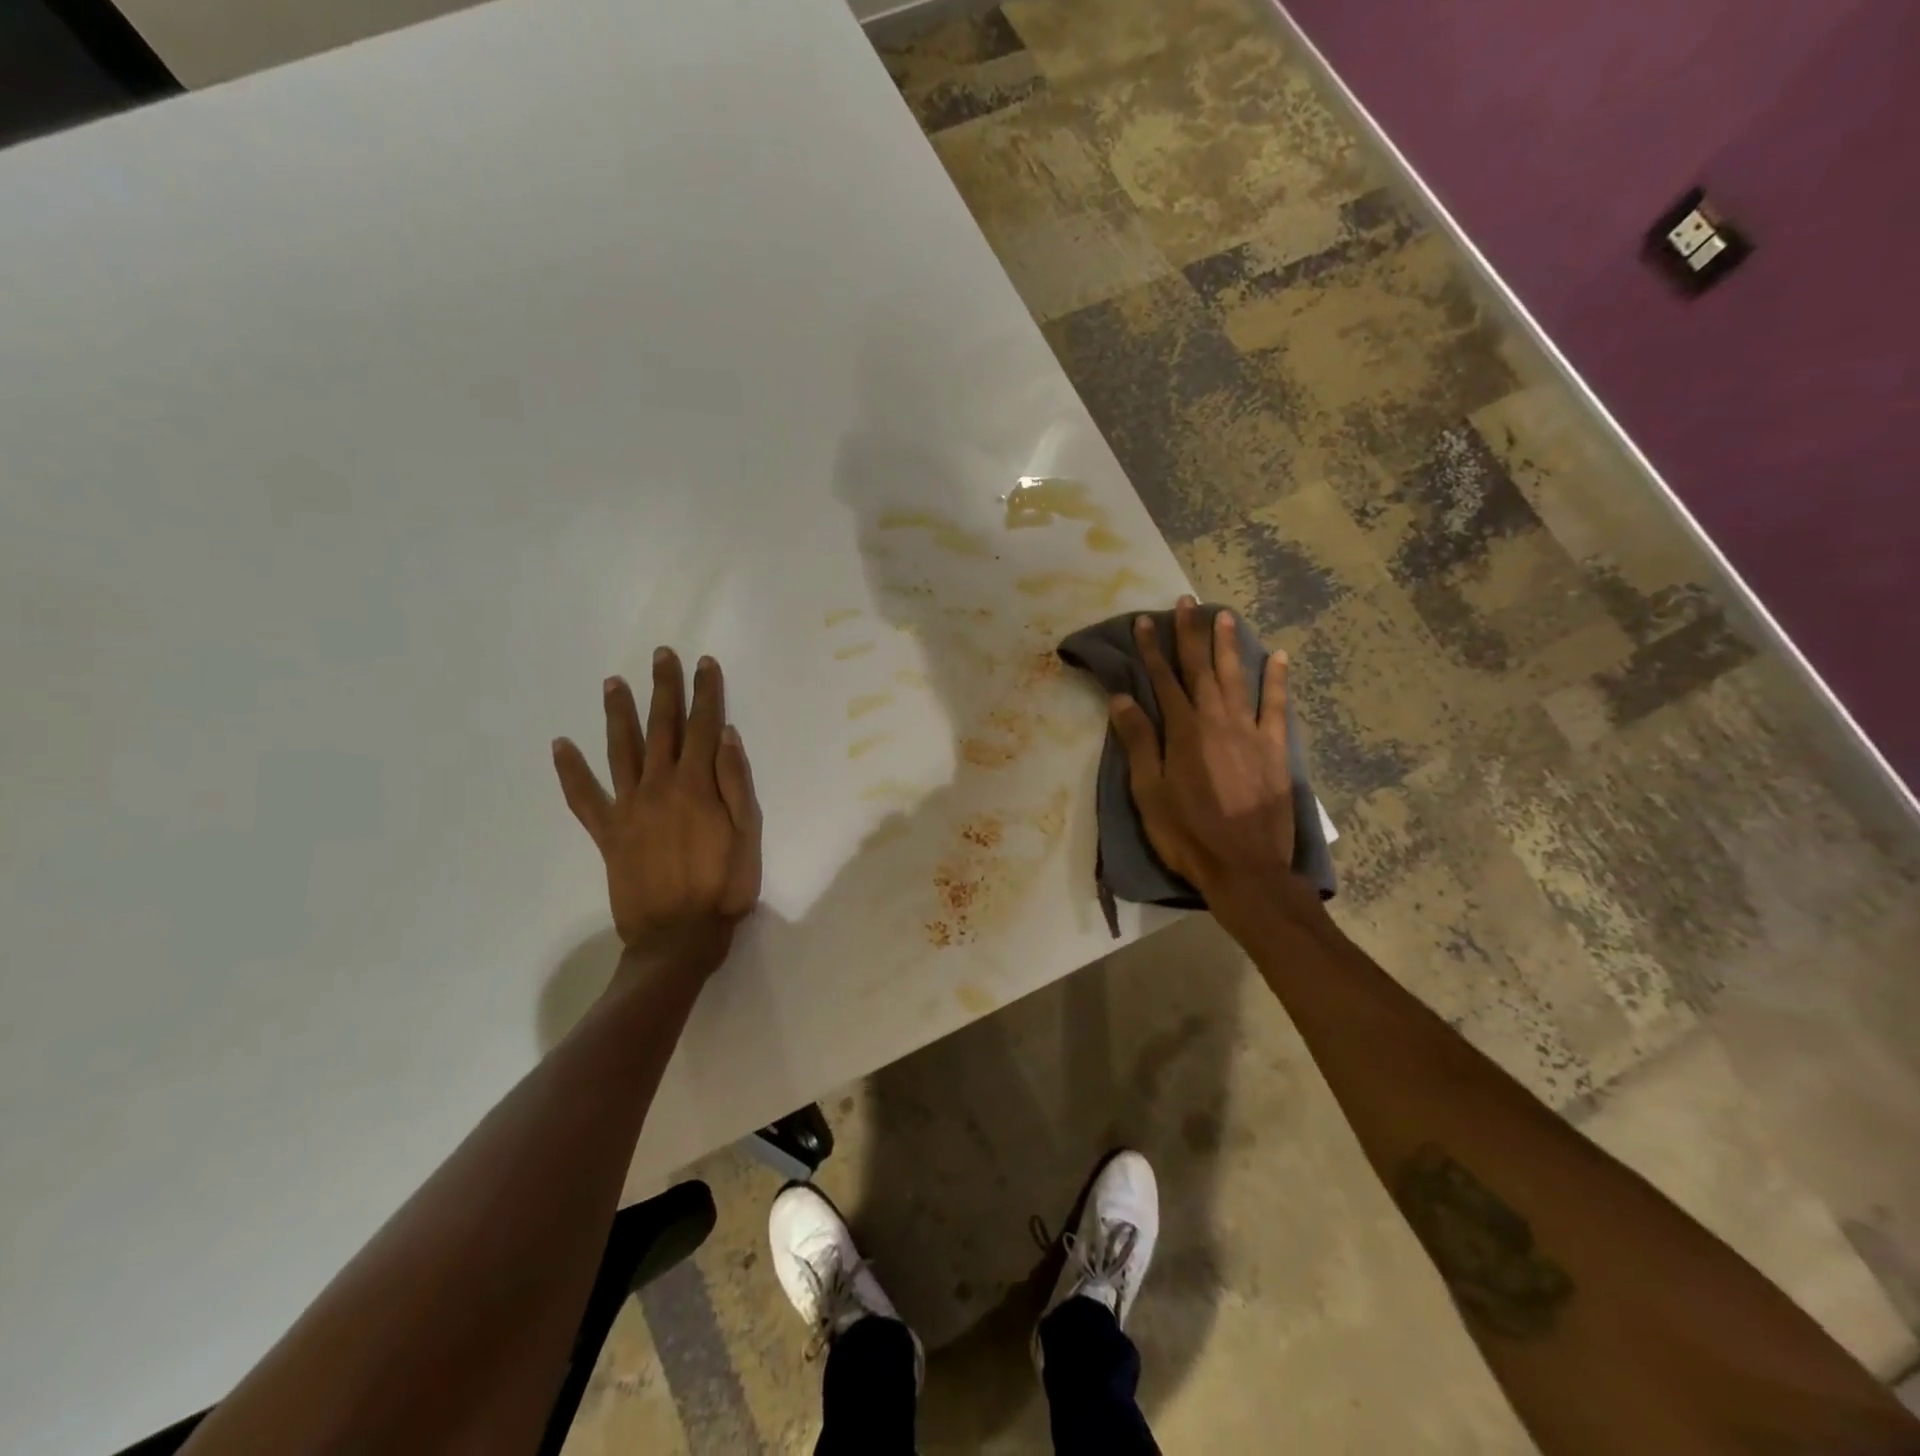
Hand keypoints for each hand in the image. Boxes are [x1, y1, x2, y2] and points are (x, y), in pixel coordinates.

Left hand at [552, 649, 762, 980]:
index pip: (703, 727)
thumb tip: (725, 736)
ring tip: (612, 682)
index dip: (706, 693)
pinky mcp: (607, 832)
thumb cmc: (723, 887)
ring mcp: (629, 808)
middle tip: (661, 655)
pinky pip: (584, 797)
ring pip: (621, 750)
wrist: (678, 937)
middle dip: (664, 688)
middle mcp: (659, 786)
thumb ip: (736, 783)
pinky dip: (571, 772)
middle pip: (662, 727)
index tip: (705, 663)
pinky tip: (560, 746)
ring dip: (618, 714)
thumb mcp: (748, 835)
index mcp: (697, 786)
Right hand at [1109, 597, 1296, 907]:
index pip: (1163, 680)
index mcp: (1183, 731)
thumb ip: (1138, 742)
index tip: (1144, 621)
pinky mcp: (1275, 749)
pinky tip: (1278, 656)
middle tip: (1187, 602)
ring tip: (1224, 615)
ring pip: (1237, 677)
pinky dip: (1277, 680)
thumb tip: (1122, 697)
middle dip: (1190, 634)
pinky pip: (1277, 706)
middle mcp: (1217, 721)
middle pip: (1201, 669)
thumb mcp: (1149, 792)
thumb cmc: (1186, 833)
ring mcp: (1250, 732)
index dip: (1152, 649)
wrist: (1245, 868)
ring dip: (1228, 645)